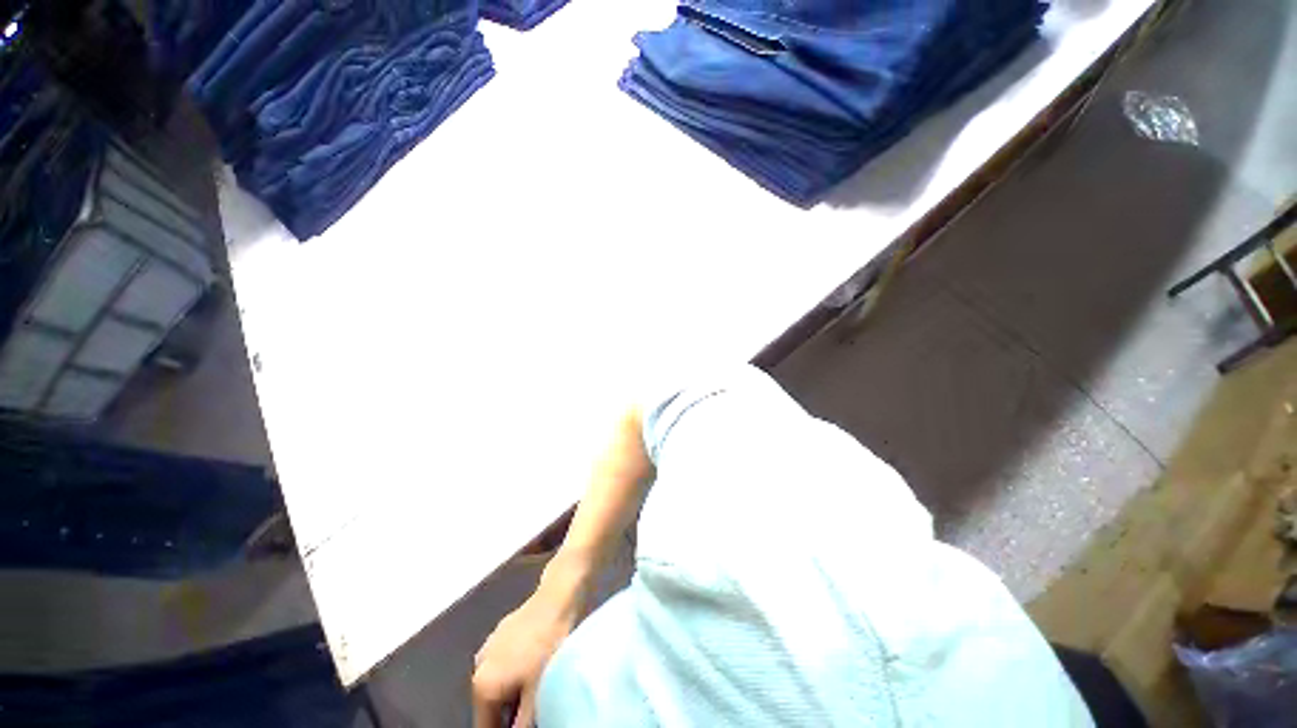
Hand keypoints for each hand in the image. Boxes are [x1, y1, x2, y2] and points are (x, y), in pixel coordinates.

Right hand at [472, 563, 584, 727]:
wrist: (557, 596)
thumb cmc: (548, 646)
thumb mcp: (538, 694)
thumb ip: (523, 723)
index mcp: (481, 686)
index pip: (485, 727)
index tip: (524, 724)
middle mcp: (478, 667)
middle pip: (491, 707)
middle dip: (510, 714)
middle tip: (535, 709)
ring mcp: (489, 645)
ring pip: (499, 684)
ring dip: (514, 693)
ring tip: (538, 689)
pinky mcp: (503, 631)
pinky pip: (505, 663)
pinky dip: (516, 672)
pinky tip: (537, 665)